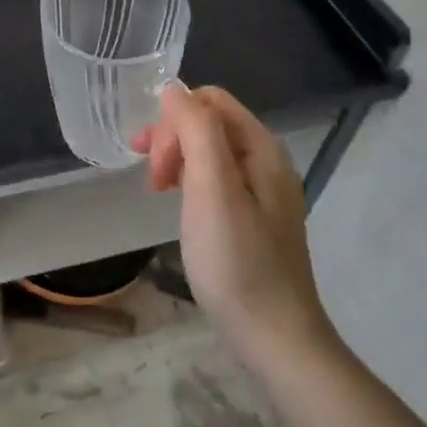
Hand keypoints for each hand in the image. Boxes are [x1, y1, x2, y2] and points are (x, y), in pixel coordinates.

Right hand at [133, 84, 334, 365]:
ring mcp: (262, 190)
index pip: (210, 100)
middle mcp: (266, 161)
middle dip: (171, 139)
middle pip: (208, 123)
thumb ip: (196, 130)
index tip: (153, 160)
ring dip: (176, 159)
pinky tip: (178, 203)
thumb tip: (173, 89)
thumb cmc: (237, 261)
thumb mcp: (212, 189)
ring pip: (208, 150)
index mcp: (261, 148)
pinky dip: (188, 180)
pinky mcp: (253, 216)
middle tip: (151, 180)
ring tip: (156, 189)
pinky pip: (214, 177)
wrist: (275, 338)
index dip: (173, 120)